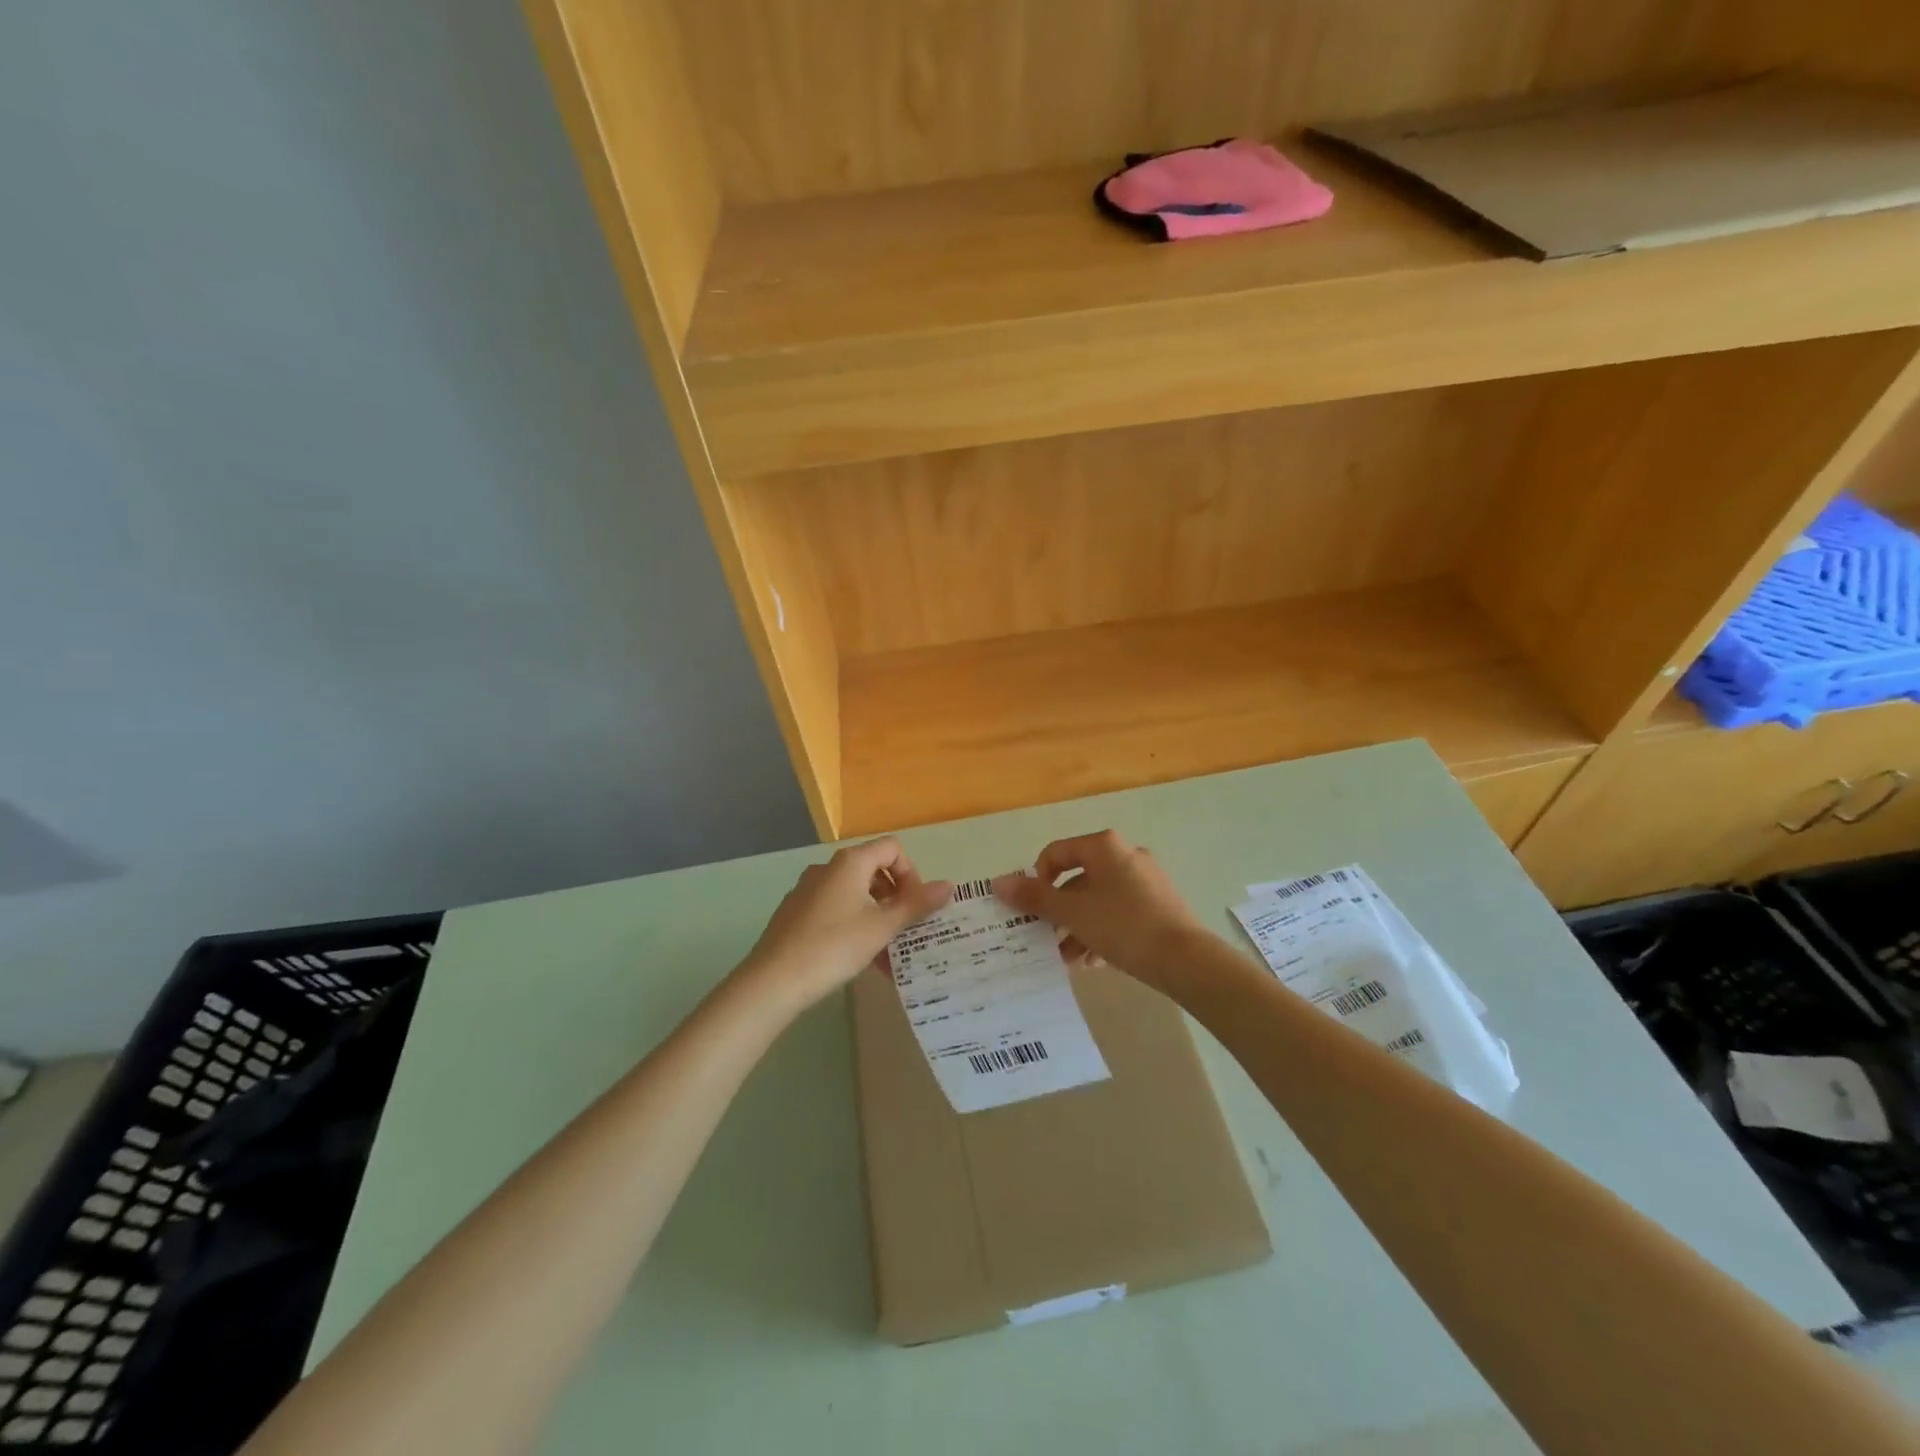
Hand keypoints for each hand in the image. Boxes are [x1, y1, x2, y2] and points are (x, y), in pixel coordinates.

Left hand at [734, 838, 951, 1012]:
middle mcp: (828, 868)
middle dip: (895, 898)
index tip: (914, 907)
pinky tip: (858, 958)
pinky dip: (854, 925)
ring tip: (886, 951)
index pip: (892, 849)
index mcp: (850, 863)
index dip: (911, 873)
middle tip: (904, 930)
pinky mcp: (795, 913)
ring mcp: (808, 890)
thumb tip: (950, 885)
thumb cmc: (833, 947)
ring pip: (854, 894)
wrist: (772, 981)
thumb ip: (916, 905)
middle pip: (873, 870)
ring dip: (876, 916)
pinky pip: (835, 910)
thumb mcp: (881, 928)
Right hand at [993, 830, 1208, 990]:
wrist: (1186, 960)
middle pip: (1078, 879)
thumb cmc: (1122, 926)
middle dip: (1059, 912)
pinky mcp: (1159, 904)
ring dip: (1078, 927)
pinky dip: (1103, 932)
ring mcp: (1146, 880)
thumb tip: (997, 882)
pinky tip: (1096, 962)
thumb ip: (1034, 897)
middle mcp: (1125, 855)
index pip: (1055, 853)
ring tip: (1069, 959)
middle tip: (1046, 938)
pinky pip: (1120, 913)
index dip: (1037, 880)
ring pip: (1099, 900)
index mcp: (1104, 847)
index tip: (1032, 910)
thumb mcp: (1072, 912)